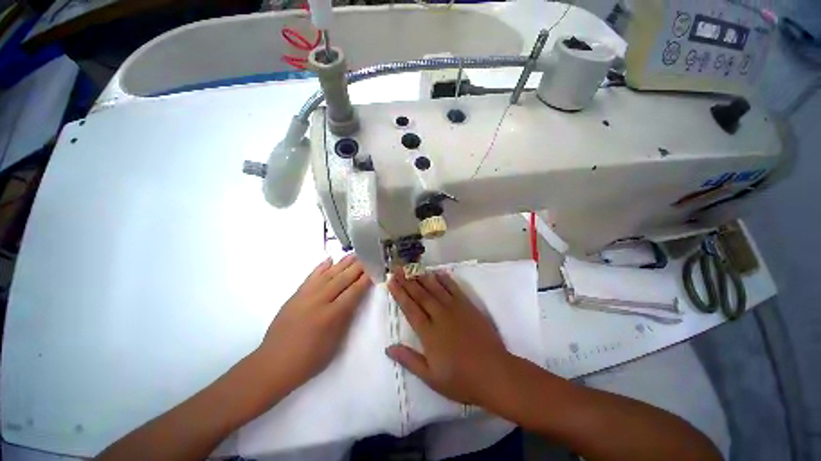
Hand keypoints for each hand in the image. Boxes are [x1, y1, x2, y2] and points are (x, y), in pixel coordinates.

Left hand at [255, 254, 371, 394]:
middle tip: (368, 256)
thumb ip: (345, 317)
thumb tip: (354, 299)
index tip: (374, 269)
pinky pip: (311, 276)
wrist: (274, 363)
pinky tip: (329, 259)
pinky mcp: (296, 295)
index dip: (365, 280)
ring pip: (329, 274)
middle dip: (358, 267)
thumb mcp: (334, 342)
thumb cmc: (309, 359)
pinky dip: (321, 266)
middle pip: (343, 279)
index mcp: (332, 315)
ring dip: (343, 263)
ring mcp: (306, 295)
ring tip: (354, 254)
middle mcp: (320, 300)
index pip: (354, 291)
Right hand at [386, 271, 511, 405]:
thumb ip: (409, 360)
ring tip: (413, 267)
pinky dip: (445, 279)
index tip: (391, 281)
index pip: (410, 308)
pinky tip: (438, 273)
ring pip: (435, 288)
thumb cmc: (461, 379)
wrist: (494, 373)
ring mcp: (455, 309)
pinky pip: (454, 289)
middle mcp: (439, 316)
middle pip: (420, 294)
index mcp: (428, 333)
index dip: (399, 293)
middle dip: (407, 280)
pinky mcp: (468, 306)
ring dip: (423, 277)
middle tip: (398, 269)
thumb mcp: (431, 377)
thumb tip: (388, 347)